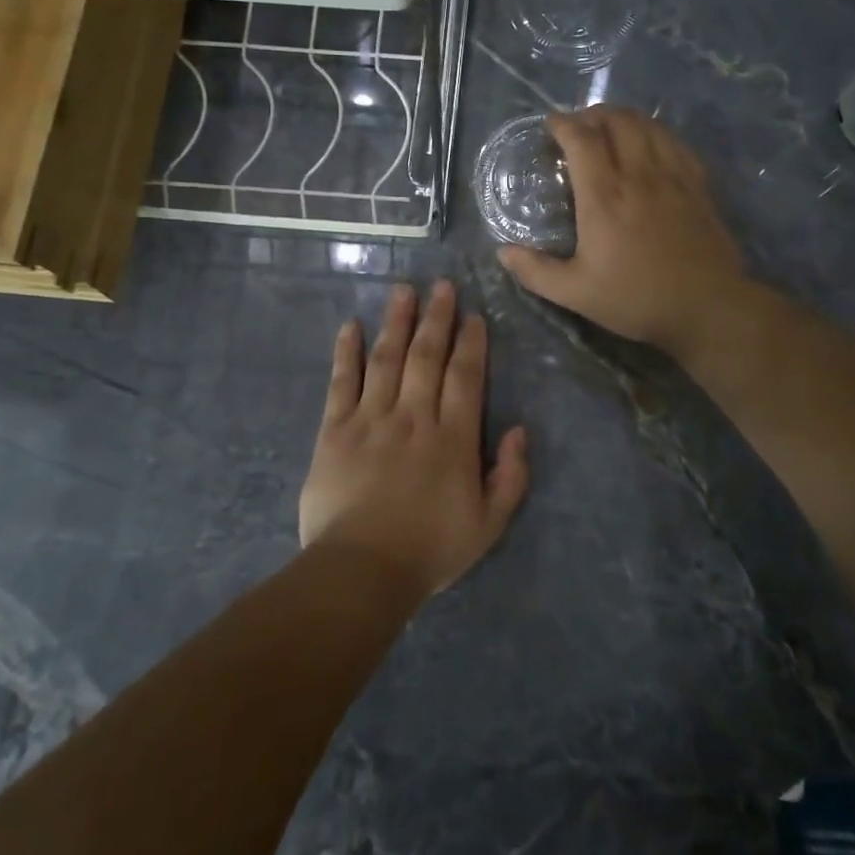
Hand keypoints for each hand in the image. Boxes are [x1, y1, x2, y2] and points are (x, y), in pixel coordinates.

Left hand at [299, 281, 530, 598]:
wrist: (362, 570)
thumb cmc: (430, 550)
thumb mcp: (488, 525)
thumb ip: (510, 476)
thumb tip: (519, 430)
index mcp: (453, 438)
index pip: (465, 377)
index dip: (471, 343)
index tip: (473, 316)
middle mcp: (413, 417)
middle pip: (426, 357)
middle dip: (436, 318)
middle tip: (441, 285)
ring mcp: (371, 419)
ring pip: (386, 359)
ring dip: (396, 321)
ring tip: (403, 290)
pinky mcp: (334, 430)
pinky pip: (341, 383)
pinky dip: (346, 353)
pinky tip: (351, 327)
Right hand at [497, 107, 747, 358]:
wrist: (707, 307)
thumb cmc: (636, 299)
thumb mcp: (576, 293)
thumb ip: (536, 271)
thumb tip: (503, 252)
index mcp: (604, 198)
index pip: (582, 140)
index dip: (564, 124)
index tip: (550, 124)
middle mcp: (638, 176)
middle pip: (618, 121)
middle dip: (594, 114)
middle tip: (579, 125)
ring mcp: (673, 177)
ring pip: (649, 125)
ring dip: (625, 118)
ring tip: (611, 127)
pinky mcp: (697, 186)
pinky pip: (675, 142)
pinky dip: (656, 132)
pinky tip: (651, 144)